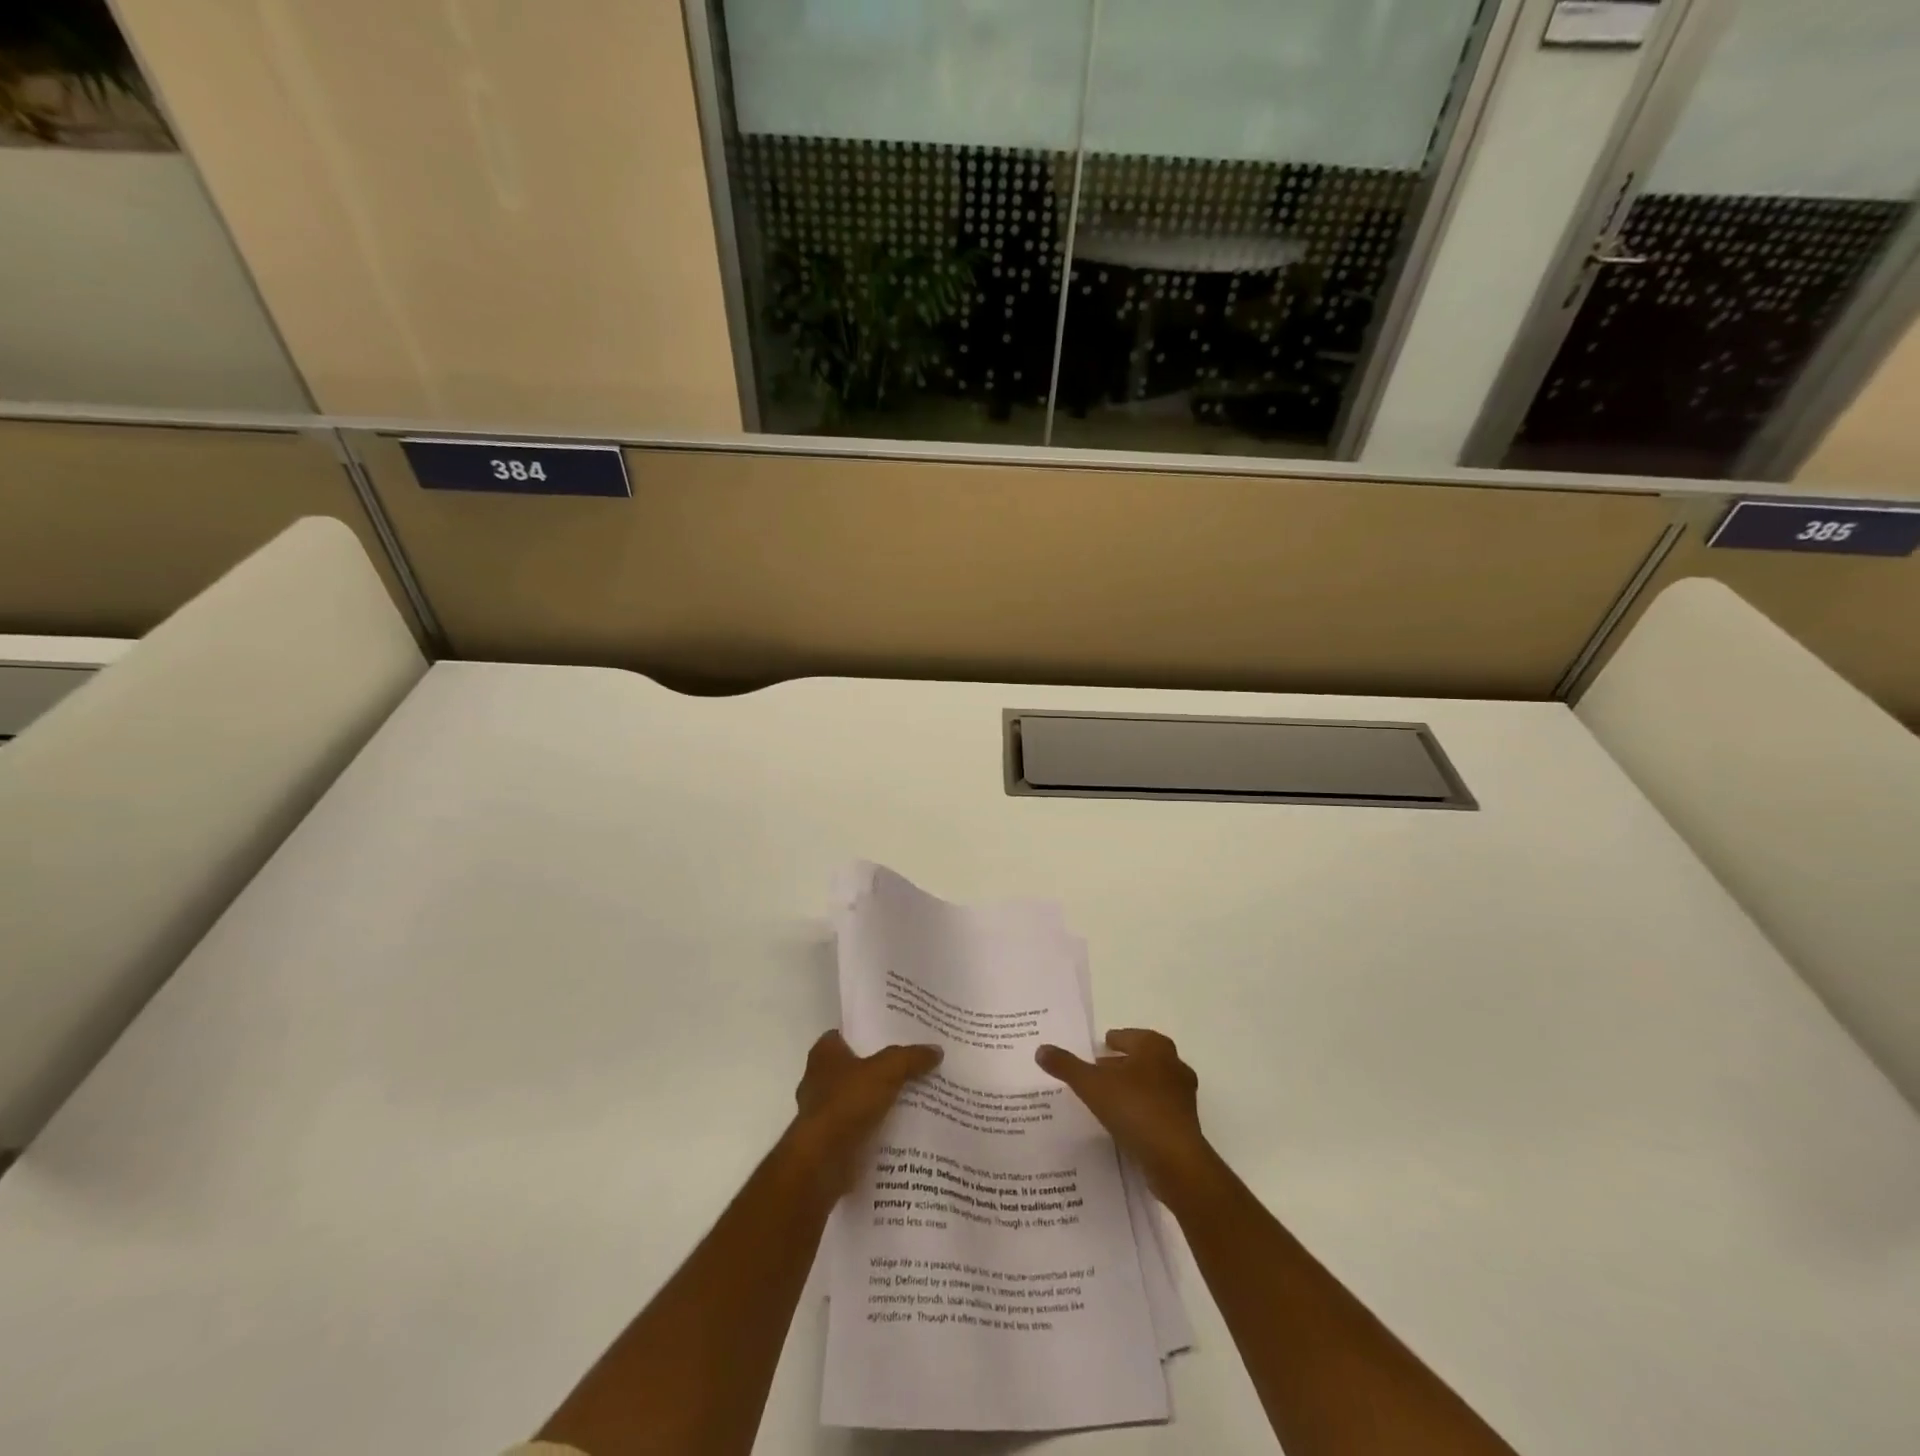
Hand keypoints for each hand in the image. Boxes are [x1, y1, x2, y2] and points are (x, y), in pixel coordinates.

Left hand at [786, 1030, 941, 1200]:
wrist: (822, 1162)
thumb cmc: (847, 1103)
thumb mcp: (886, 1071)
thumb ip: (910, 1058)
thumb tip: (936, 1050)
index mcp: (824, 1054)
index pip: (846, 1034)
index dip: (868, 1033)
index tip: (894, 1035)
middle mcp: (818, 1079)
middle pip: (854, 1067)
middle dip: (878, 1068)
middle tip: (911, 1065)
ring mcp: (822, 1111)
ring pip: (857, 1098)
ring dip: (877, 1100)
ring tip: (912, 1096)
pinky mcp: (829, 1140)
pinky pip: (858, 1126)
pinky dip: (874, 1127)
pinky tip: (900, 1126)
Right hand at [1037, 1028, 1218, 1203]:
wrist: (1174, 1159)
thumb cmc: (1134, 1108)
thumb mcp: (1091, 1084)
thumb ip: (1066, 1066)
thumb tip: (1041, 1049)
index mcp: (1154, 1047)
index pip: (1128, 1036)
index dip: (1112, 1041)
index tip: (1097, 1049)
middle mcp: (1173, 1064)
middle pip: (1141, 1059)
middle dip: (1121, 1064)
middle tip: (1097, 1072)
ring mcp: (1183, 1095)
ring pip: (1151, 1084)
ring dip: (1132, 1088)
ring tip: (1107, 1099)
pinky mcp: (1185, 1124)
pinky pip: (1157, 1109)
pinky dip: (1141, 1110)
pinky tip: (1124, 1123)